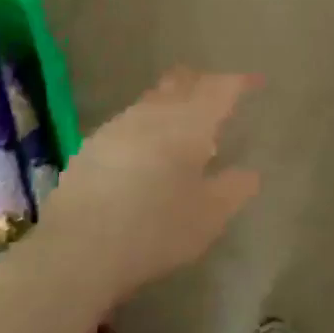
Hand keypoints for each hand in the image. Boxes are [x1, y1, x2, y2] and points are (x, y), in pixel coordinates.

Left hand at [36, 69, 260, 307]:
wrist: (77, 249)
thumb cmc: (156, 228)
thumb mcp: (210, 216)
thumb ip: (235, 189)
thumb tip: (250, 172)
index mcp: (189, 123)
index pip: (220, 89)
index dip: (240, 83)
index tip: (255, 83)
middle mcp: (153, 113)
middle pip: (182, 83)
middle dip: (203, 83)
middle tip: (219, 93)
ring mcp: (117, 127)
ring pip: (152, 100)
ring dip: (172, 102)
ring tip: (184, 122)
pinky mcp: (91, 147)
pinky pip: (129, 121)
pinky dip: (147, 124)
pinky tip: (146, 148)